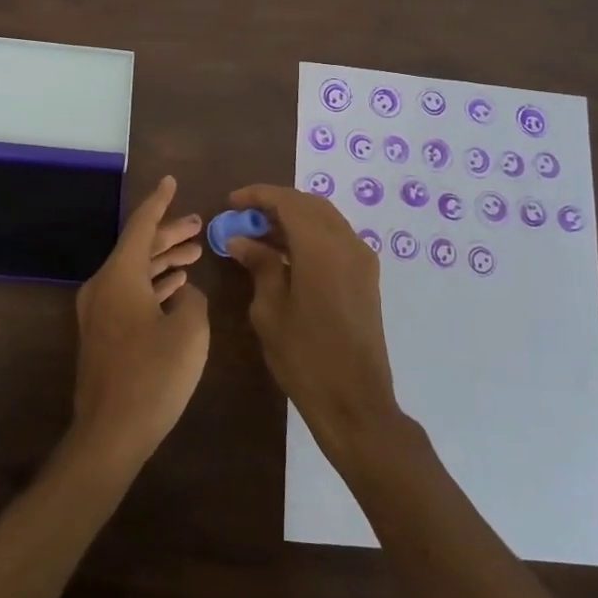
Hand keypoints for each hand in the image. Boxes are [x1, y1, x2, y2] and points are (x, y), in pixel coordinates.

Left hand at [68, 176, 209, 472]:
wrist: (111, 431)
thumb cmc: (154, 375)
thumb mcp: (189, 331)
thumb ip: (193, 301)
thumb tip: (185, 293)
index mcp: (120, 275)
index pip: (141, 226)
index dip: (160, 202)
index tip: (171, 181)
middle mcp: (104, 285)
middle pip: (138, 248)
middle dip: (169, 234)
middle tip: (198, 224)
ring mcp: (99, 311)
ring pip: (135, 272)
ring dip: (163, 261)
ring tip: (194, 252)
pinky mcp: (103, 333)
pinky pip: (130, 293)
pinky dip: (153, 285)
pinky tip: (176, 286)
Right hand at [224, 184, 398, 450]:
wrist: (355, 401)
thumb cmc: (304, 357)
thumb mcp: (270, 310)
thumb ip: (260, 266)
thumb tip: (241, 240)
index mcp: (322, 248)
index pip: (288, 202)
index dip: (258, 196)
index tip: (231, 202)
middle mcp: (348, 244)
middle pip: (310, 204)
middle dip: (276, 204)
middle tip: (243, 217)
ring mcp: (362, 260)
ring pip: (325, 219)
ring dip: (293, 218)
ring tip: (259, 235)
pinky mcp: (366, 277)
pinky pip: (336, 239)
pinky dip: (310, 235)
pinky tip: (285, 254)